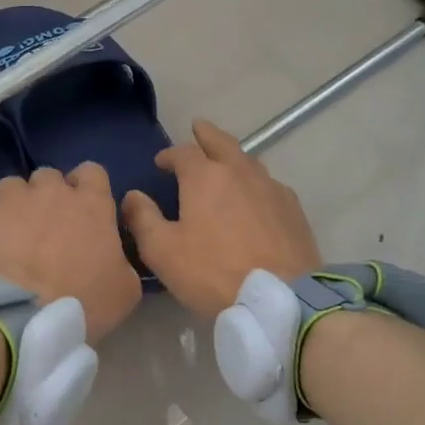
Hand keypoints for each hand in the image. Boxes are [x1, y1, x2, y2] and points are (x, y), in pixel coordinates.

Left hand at [0, 164, 142, 342]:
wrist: (13, 312)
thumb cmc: (78, 302)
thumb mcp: (124, 291)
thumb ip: (122, 260)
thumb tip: (113, 254)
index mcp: (91, 204)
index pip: (92, 172)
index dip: (87, 189)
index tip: (83, 213)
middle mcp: (50, 190)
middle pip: (50, 177)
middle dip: (48, 197)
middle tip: (46, 232)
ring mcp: (9, 197)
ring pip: (13, 187)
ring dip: (14, 206)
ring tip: (9, 240)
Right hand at [121, 120, 320, 318]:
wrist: (280, 297)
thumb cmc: (213, 272)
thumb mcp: (163, 251)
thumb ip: (143, 219)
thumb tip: (132, 196)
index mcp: (205, 177)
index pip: (183, 152)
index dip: (169, 154)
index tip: (160, 162)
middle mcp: (240, 172)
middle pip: (222, 142)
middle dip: (206, 134)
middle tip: (198, 128)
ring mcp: (271, 188)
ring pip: (248, 161)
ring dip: (232, 156)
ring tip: (225, 161)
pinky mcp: (292, 208)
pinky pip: (268, 184)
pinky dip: (254, 182)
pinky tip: (254, 195)